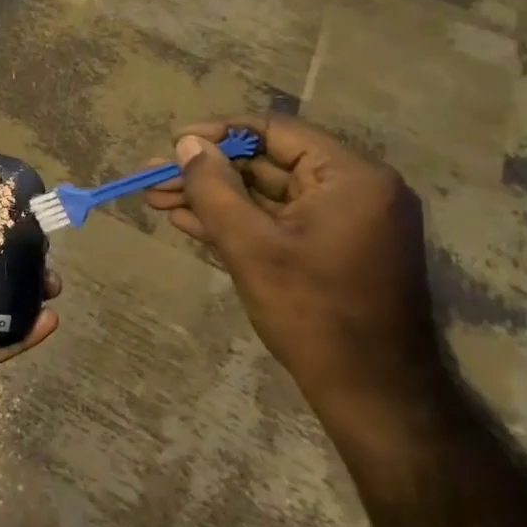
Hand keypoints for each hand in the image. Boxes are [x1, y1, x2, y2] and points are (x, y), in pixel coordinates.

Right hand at [144, 115, 446, 430]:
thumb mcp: (251, 246)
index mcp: (351, 177)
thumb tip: (186, 143)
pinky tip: (188, 222)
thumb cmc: (313, 313)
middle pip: (267, 164)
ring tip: (156, 199)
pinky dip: (236, 221)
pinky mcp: (332, 249)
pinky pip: (278, 221)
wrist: (374, 395)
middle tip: (153, 178)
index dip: (218, 134)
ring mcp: (345, 222)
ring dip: (213, 197)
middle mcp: (354, 189)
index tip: (173, 144)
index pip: (275, 132)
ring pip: (266, 195)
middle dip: (206, 171)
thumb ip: (214, 188)